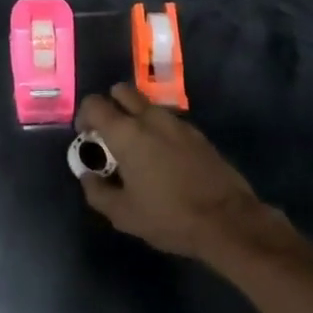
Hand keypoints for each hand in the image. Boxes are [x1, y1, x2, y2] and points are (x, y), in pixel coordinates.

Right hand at [75, 84, 269, 262]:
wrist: (228, 221)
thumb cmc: (169, 216)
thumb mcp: (123, 214)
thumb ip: (97, 191)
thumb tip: (87, 175)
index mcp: (126, 132)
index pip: (95, 104)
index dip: (84, 116)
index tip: (86, 136)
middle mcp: (150, 118)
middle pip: (121, 91)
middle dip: (111, 105)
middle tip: (109, 134)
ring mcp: (177, 122)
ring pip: (147, 105)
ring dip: (136, 117)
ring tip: (137, 149)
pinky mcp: (197, 133)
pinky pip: (168, 120)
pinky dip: (158, 130)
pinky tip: (163, 159)